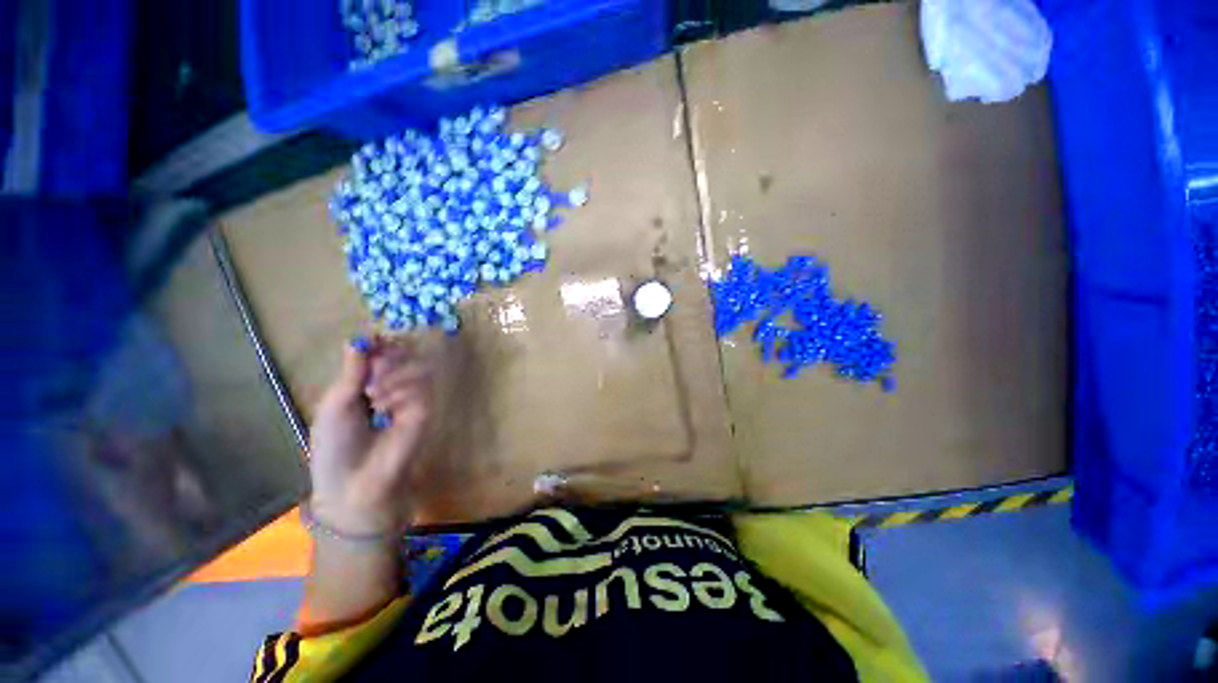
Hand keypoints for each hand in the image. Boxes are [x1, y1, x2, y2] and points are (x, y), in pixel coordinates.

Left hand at [307, 335, 431, 537]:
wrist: (352, 484)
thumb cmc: (336, 446)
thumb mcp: (335, 404)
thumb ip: (352, 372)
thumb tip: (358, 338)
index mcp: (369, 384)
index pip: (384, 353)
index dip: (381, 344)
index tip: (373, 341)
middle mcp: (395, 388)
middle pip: (406, 354)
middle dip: (389, 356)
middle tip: (373, 369)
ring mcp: (412, 399)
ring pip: (417, 367)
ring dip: (394, 374)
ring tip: (374, 395)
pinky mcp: (425, 412)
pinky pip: (421, 387)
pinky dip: (401, 390)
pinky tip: (385, 407)